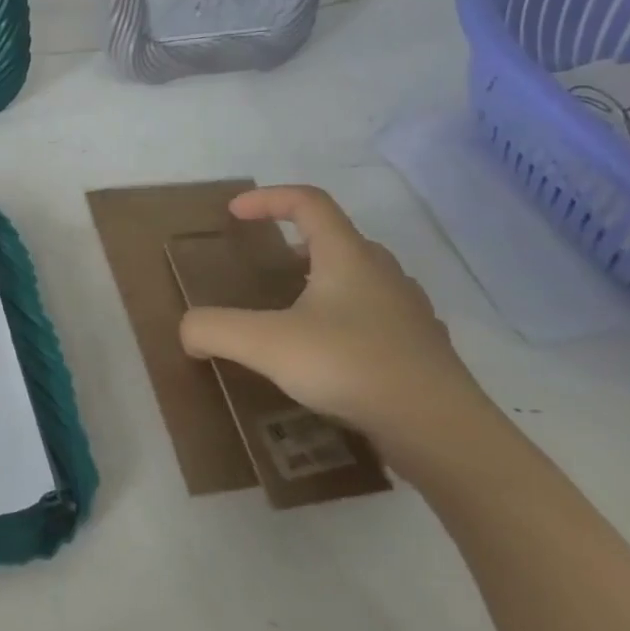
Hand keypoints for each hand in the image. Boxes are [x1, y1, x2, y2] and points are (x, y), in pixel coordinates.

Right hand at [178, 185, 498, 468]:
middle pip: (339, 238)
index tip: (235, 214)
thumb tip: (188, 331)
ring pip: (363, 277)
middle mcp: (383, 273)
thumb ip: (215, 329)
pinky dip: (349, 319)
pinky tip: (333, 356)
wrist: (441, 431)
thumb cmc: (350, 366)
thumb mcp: (265, 344)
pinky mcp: (423, 349)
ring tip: (296, 313)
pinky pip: (379, 316)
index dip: (268, 199)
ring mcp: (410, 311)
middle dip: (298, 243)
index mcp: (348, 257)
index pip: (308, 202)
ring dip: (326, 281)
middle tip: (270, 268)